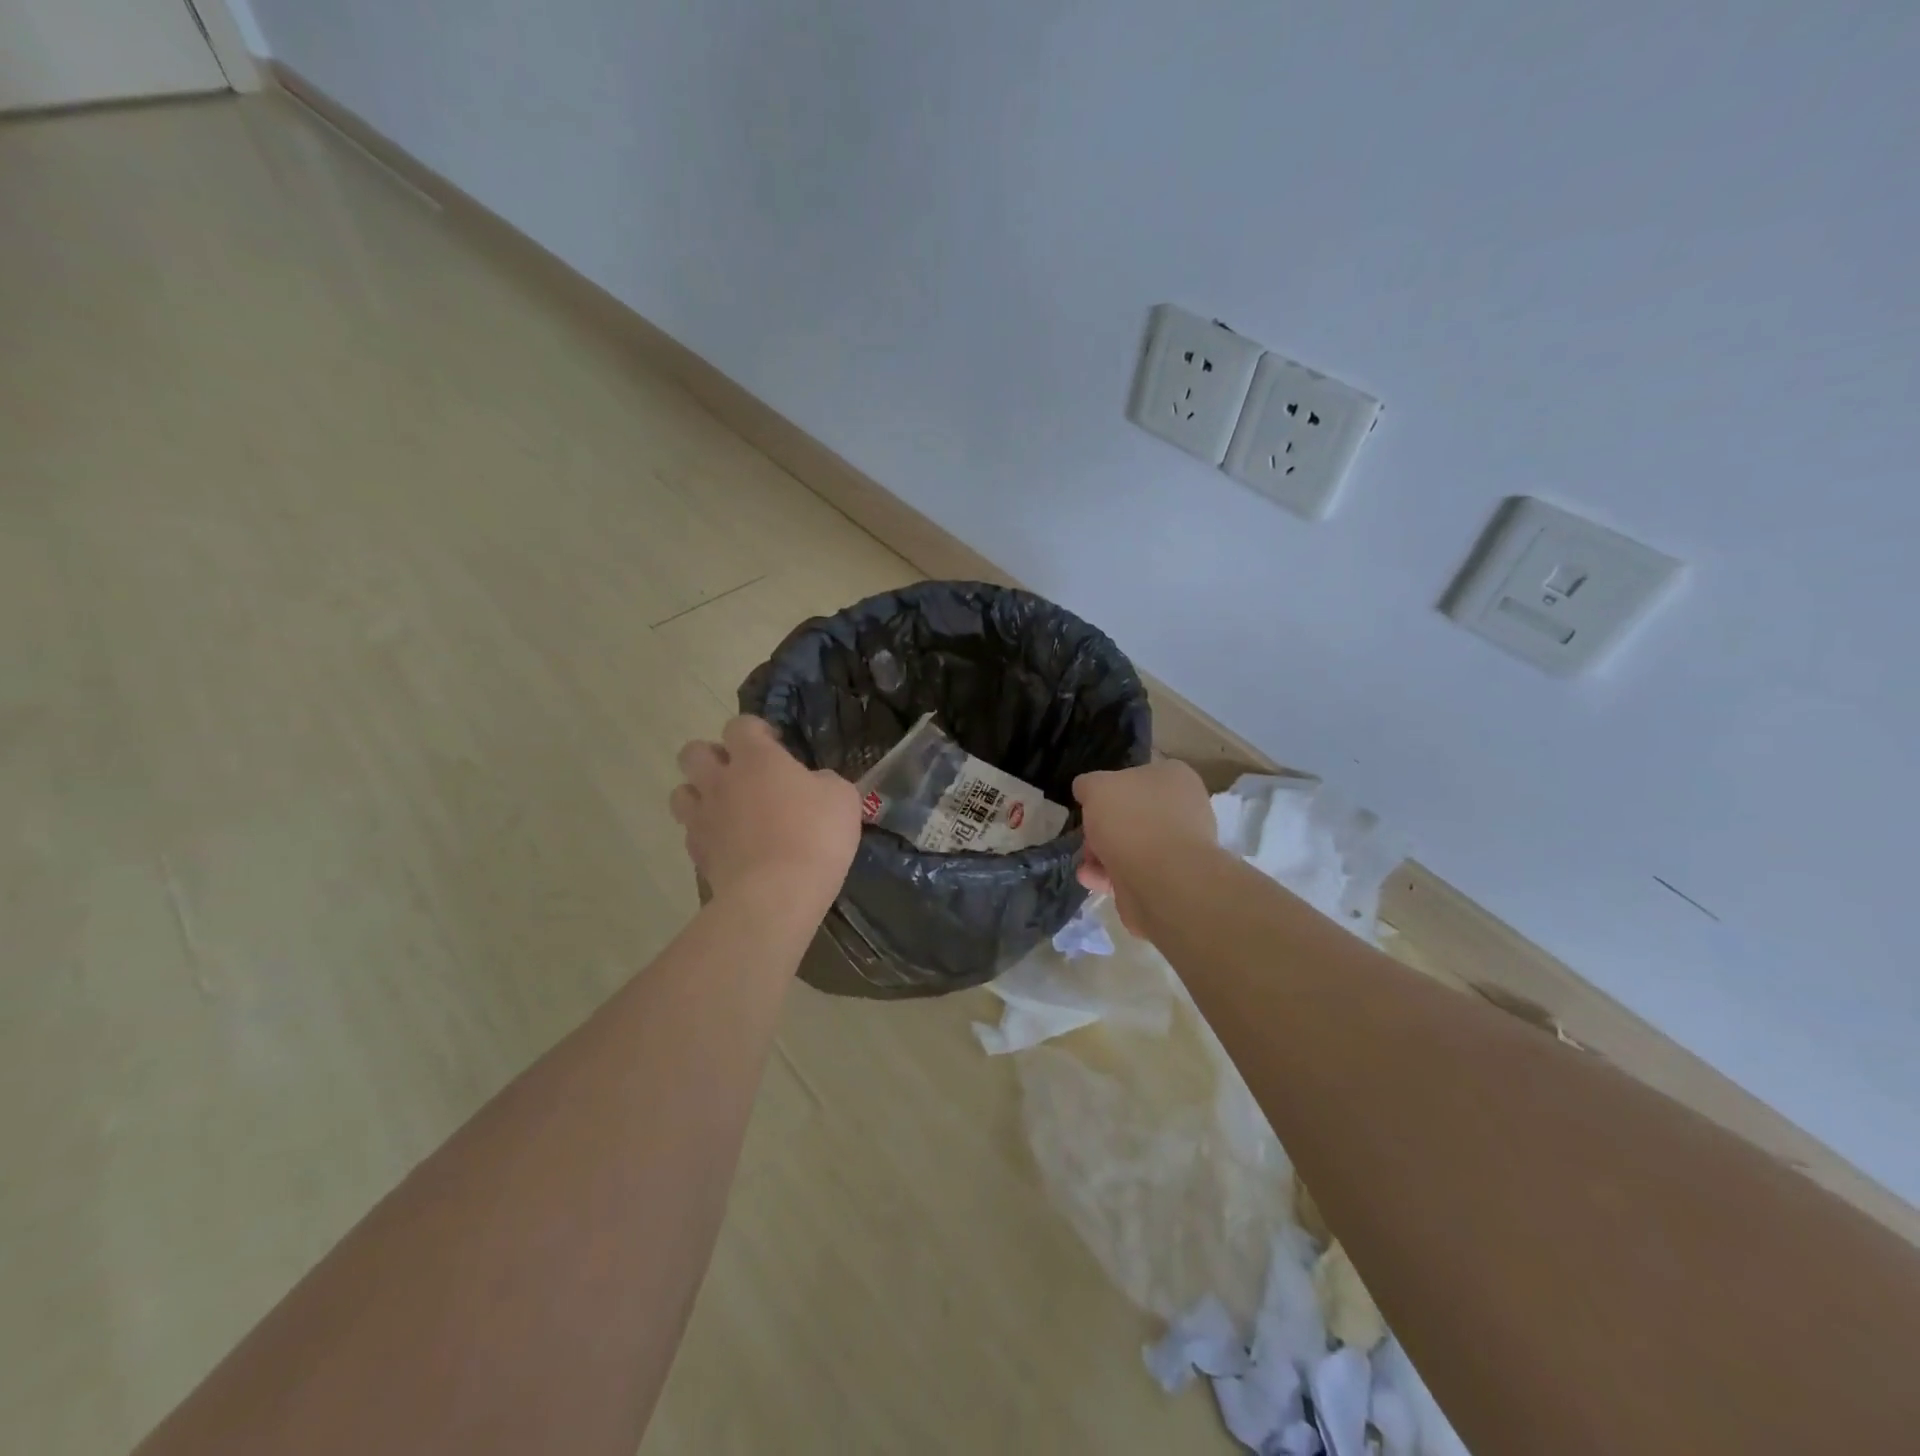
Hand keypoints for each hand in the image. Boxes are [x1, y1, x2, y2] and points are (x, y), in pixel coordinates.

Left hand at [671, 717, 860, 918]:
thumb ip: (824, 781)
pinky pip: (692, 832)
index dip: (755, 730)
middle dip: (713, 756)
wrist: (777, 894)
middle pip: (694, 752)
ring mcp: (703, 818)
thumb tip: (814, 783)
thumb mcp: (842, 798)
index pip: (740, 725)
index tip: (775, 744)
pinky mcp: (697, 854)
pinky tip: (729, 844)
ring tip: (726, 808)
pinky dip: (706, 833)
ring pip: (681, 792)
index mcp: (756, 759)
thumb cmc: (815, 835)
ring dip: (700, 794)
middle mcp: (721, 780)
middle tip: (741, 773)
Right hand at [1073, 759, 1215, 936]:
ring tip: (1086, 862)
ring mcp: (1178, 846)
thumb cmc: (1131, 819)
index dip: (1109, 788)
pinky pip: (1133, 871)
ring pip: (1130, 844)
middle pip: (1131, 813)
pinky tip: (1091, 878)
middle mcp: (1183, 808)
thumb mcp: (1096, 787)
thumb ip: (1088, 784)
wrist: (1162, 880)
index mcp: (1174, 777)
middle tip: (1087, 834)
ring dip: (1102, 853)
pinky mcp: (1169, 878)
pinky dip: (1110, 874)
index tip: (1091, 802)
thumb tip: (1086, 791)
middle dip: (1103, 826)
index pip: (1137, 774)